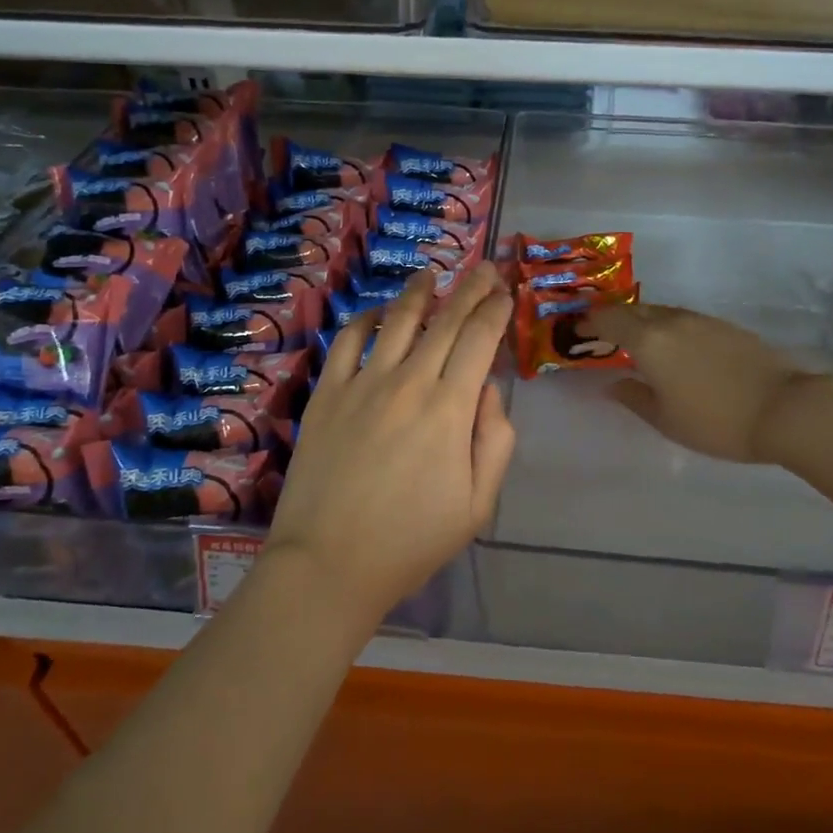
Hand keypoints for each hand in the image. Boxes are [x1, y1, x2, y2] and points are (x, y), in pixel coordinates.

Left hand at [266, 263, 515, 627]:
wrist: (328, 564)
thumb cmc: (411, 541)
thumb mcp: (477, 505)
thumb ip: (495, 441)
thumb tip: (489, 390)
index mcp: (450, 410)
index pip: (479, 340)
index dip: (496, 310)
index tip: (506, 293)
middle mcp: (408, 383)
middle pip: (445, 321)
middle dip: (470, 289)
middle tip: (484, 268)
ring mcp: (362, 384)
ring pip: (397, 321)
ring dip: (419, 293)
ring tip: (432, 276)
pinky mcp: (326, 394)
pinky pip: (348, 341)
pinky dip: (366, 319)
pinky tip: (379, 314)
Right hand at [574, 303, 822, 463]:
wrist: (785, 408)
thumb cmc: (716, 421)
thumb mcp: (665, 419)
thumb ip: (633, 397)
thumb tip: (611, 385)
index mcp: (649, 341)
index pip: (608, 320)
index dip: (589, 322)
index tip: (577, 330)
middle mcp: (672, 321)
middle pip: (633, 310)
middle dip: (613, 318)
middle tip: (602, 334)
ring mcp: (701, 320)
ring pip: (660, 311)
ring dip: (642, 321)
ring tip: (635, 341)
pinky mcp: (725, 326)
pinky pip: (683, 318)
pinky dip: (667, 326)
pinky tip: (673, 348)